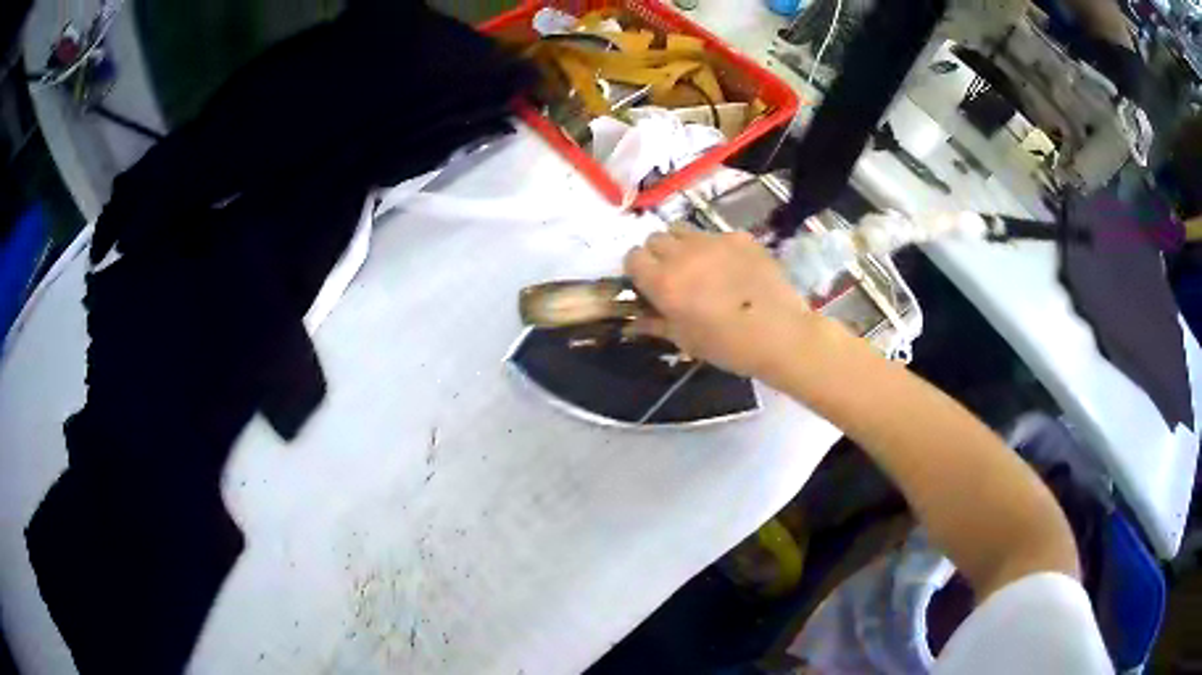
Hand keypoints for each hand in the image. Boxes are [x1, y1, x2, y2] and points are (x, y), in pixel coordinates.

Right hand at [623, 228, 834, 386]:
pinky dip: (716, 247)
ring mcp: (712, 241)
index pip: (633, 257)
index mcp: (663, 282)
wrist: (780, 334)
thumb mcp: (685, 340)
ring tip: (699, 265)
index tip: (649, 284)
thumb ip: (655, 324)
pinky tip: (732, 267)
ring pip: (682, 229)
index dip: (638, 270)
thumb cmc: (727, 346)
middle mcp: (682, 254)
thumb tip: (634, 320)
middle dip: (658, 254)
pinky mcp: (739, 237)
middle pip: (655, 239)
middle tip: (674, 275)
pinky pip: (715, 234)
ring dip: (682, 244)